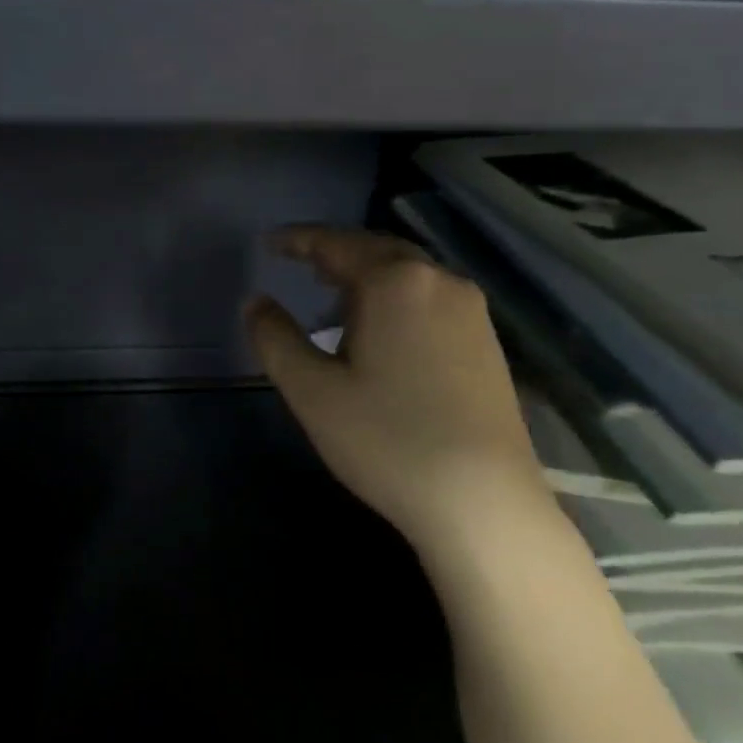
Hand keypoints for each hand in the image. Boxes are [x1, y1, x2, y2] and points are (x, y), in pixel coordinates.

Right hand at [246, 225, 555, 558]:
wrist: (482, 502)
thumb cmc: (386, 439)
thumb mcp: (311, 390)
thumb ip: (275, 338)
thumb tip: (255, 302)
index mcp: (395, 283)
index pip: (336, 244)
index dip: (298, 240)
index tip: (270, 243)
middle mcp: (440, 282)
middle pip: (377, 251)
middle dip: (336, 253)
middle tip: (300, 263)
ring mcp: (471, 312)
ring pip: (409, 275)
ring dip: (367, 276)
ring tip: (333, 296)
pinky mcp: (487, 342)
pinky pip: (430, 299)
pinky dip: (396, 298)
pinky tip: (381, 330)